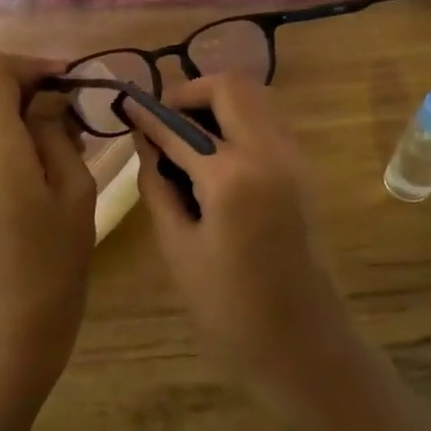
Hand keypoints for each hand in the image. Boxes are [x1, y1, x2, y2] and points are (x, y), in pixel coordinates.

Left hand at [0, 52, 95, 409]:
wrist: (17, 326)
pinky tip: (46, 178)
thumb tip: (49, 101)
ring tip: (71, 155)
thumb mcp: (74, 190)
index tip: (68, 83)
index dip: (30, 64)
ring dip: (29, 124)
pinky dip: (17, 147)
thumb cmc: (58, 260)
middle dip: (37, 97)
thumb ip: (57, 133)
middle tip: (81, 125)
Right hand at [127, 76, 374, 426]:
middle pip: (231, 86)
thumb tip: (147, 145)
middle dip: (190, 92)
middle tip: (163, 119)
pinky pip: (270, 122)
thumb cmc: (229, 309)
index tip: (125, 104)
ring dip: (218, 103)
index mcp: (231, 176)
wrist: (304, 345)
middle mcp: (269, 152)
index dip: (147, 113)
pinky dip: (239, 121)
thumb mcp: (178, 248)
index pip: (179, 126)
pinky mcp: (305, 171)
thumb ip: (158, 186)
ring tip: (186, 135)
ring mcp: (295, 158)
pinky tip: (215, 155)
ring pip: (256, 98)